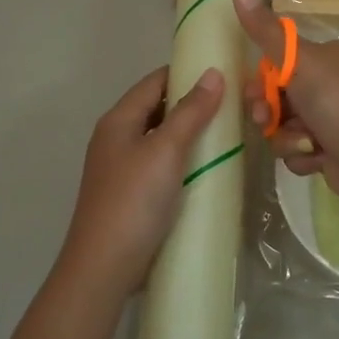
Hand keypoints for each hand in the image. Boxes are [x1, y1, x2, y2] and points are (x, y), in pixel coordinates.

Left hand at [59, 66, 224, 291]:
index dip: (187, 73)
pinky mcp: (130, 195)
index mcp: (118, 120)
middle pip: (157, 109)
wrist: (105, 265)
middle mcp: (115, 138)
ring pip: (160, 139)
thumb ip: (190, 112)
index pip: (154, 82)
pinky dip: (183, 162)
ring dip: (189, 135)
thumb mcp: (166, 150)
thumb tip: (213, 73)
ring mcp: (121, 168)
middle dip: (192, 105)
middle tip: (234, 108)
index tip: (225, 75)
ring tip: (228, 136)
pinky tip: (206, 171)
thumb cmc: (134, 200)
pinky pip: (160, 166)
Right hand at [232, 0, 338, 206]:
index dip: (261, 79)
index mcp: (327, 57)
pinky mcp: (327, 149)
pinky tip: (317, 157)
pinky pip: (295, 149)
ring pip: (282, 126)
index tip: (254, 92)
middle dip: (269, 112)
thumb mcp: (299, 62)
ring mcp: (329, 118)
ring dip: (286, 137)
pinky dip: (301, 154)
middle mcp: (329, 84)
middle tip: (267, 120)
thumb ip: (266, 31)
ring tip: (305, 143)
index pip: (279, 61)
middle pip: (276, 96)